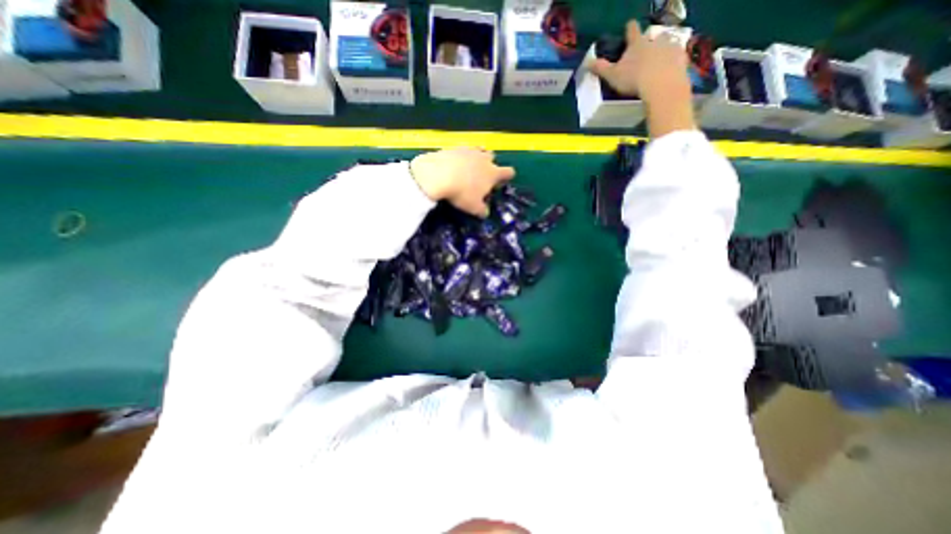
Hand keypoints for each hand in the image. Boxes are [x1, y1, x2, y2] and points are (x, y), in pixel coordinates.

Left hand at [410, 148, 513, 216]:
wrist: (438, 174)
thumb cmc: (461, 192)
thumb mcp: (473, 207)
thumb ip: (482, 210)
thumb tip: (485, 213)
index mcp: (493, 173)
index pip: (508, 172)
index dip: (507, 177)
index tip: (501, 183)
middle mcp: (484, 159)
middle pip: (492, 157)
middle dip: (489, 165)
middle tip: (481, 176)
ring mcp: (469, 151)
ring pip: (478, 150)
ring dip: (476, 158)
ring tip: (469, 168)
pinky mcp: (454, 147)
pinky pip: (462, 150)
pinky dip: (460, 157)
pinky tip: (454, 164)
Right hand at [591, 21, 688, 102]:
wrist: (661, 84)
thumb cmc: (634, 79)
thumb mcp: (613, 76)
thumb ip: (601, 69)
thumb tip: (587, 62)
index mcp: (637, 43)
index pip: (632, 30)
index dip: (630, 28)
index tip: (629, 27)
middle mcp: (655, 40)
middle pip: (652, 36)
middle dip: (649, 42)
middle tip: (645, 53)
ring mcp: (670, 47)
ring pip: (667, 44)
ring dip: (663, 50)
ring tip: (659, 62)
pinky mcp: (681, 57)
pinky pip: (677, 57)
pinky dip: (673, 62)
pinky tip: (670, 71)